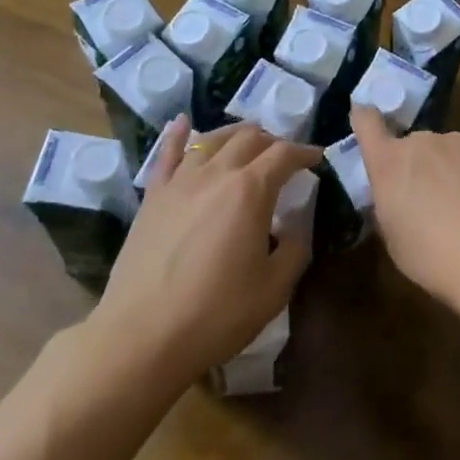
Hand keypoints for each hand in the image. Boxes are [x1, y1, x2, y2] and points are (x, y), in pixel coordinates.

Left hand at [84, 115, 318, 387]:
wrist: (142, 336)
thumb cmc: (216, 314)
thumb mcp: (275, 288)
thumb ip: (294, 249)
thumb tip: (294, 228)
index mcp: (250, 190)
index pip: (284, 155)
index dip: (305, 152)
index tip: (317, 158)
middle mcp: (216, 174)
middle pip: (249, 138)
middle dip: (273, 141)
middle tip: (284, 156)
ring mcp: (180, 182)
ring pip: (211, 140)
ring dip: (235, 134)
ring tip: (247, 140)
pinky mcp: (153, 198)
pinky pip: (167, 155)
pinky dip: (179, 135)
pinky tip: (183, 123)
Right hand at [350, 107, 459, 313]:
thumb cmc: (432, 257)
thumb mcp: (392, 236)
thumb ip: (388, 202)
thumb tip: (395, 192)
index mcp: (389, 162)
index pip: (366, 121)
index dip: (365, 120)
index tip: (366, 120)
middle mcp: (421, 141)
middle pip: (412, 144)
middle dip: (416, 165)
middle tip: (429, 199)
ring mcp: (458, 141)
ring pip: (445, 150)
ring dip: (446, 168)